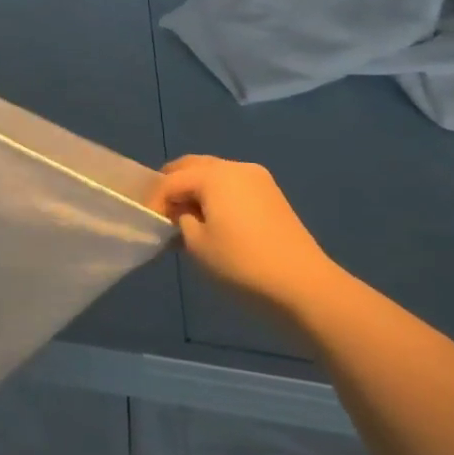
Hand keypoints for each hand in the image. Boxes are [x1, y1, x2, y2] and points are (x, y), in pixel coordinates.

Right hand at [148, 155, 342, 317]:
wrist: (305, 286)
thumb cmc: (242, 264)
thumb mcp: (197, 245)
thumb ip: (181, 221)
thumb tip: (183, 214)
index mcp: (213, 175)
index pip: (171, 181)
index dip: (155, 201)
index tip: (148, 223)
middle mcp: (235, 167)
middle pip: (192, 167)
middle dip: (173, 185)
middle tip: (162, 212)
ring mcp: (258, 179)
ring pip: (214, 174)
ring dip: (195, 189)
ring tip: (186, 217)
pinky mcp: (272, 195)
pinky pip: (233, 186)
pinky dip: (216, 195)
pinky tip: (212, 219)